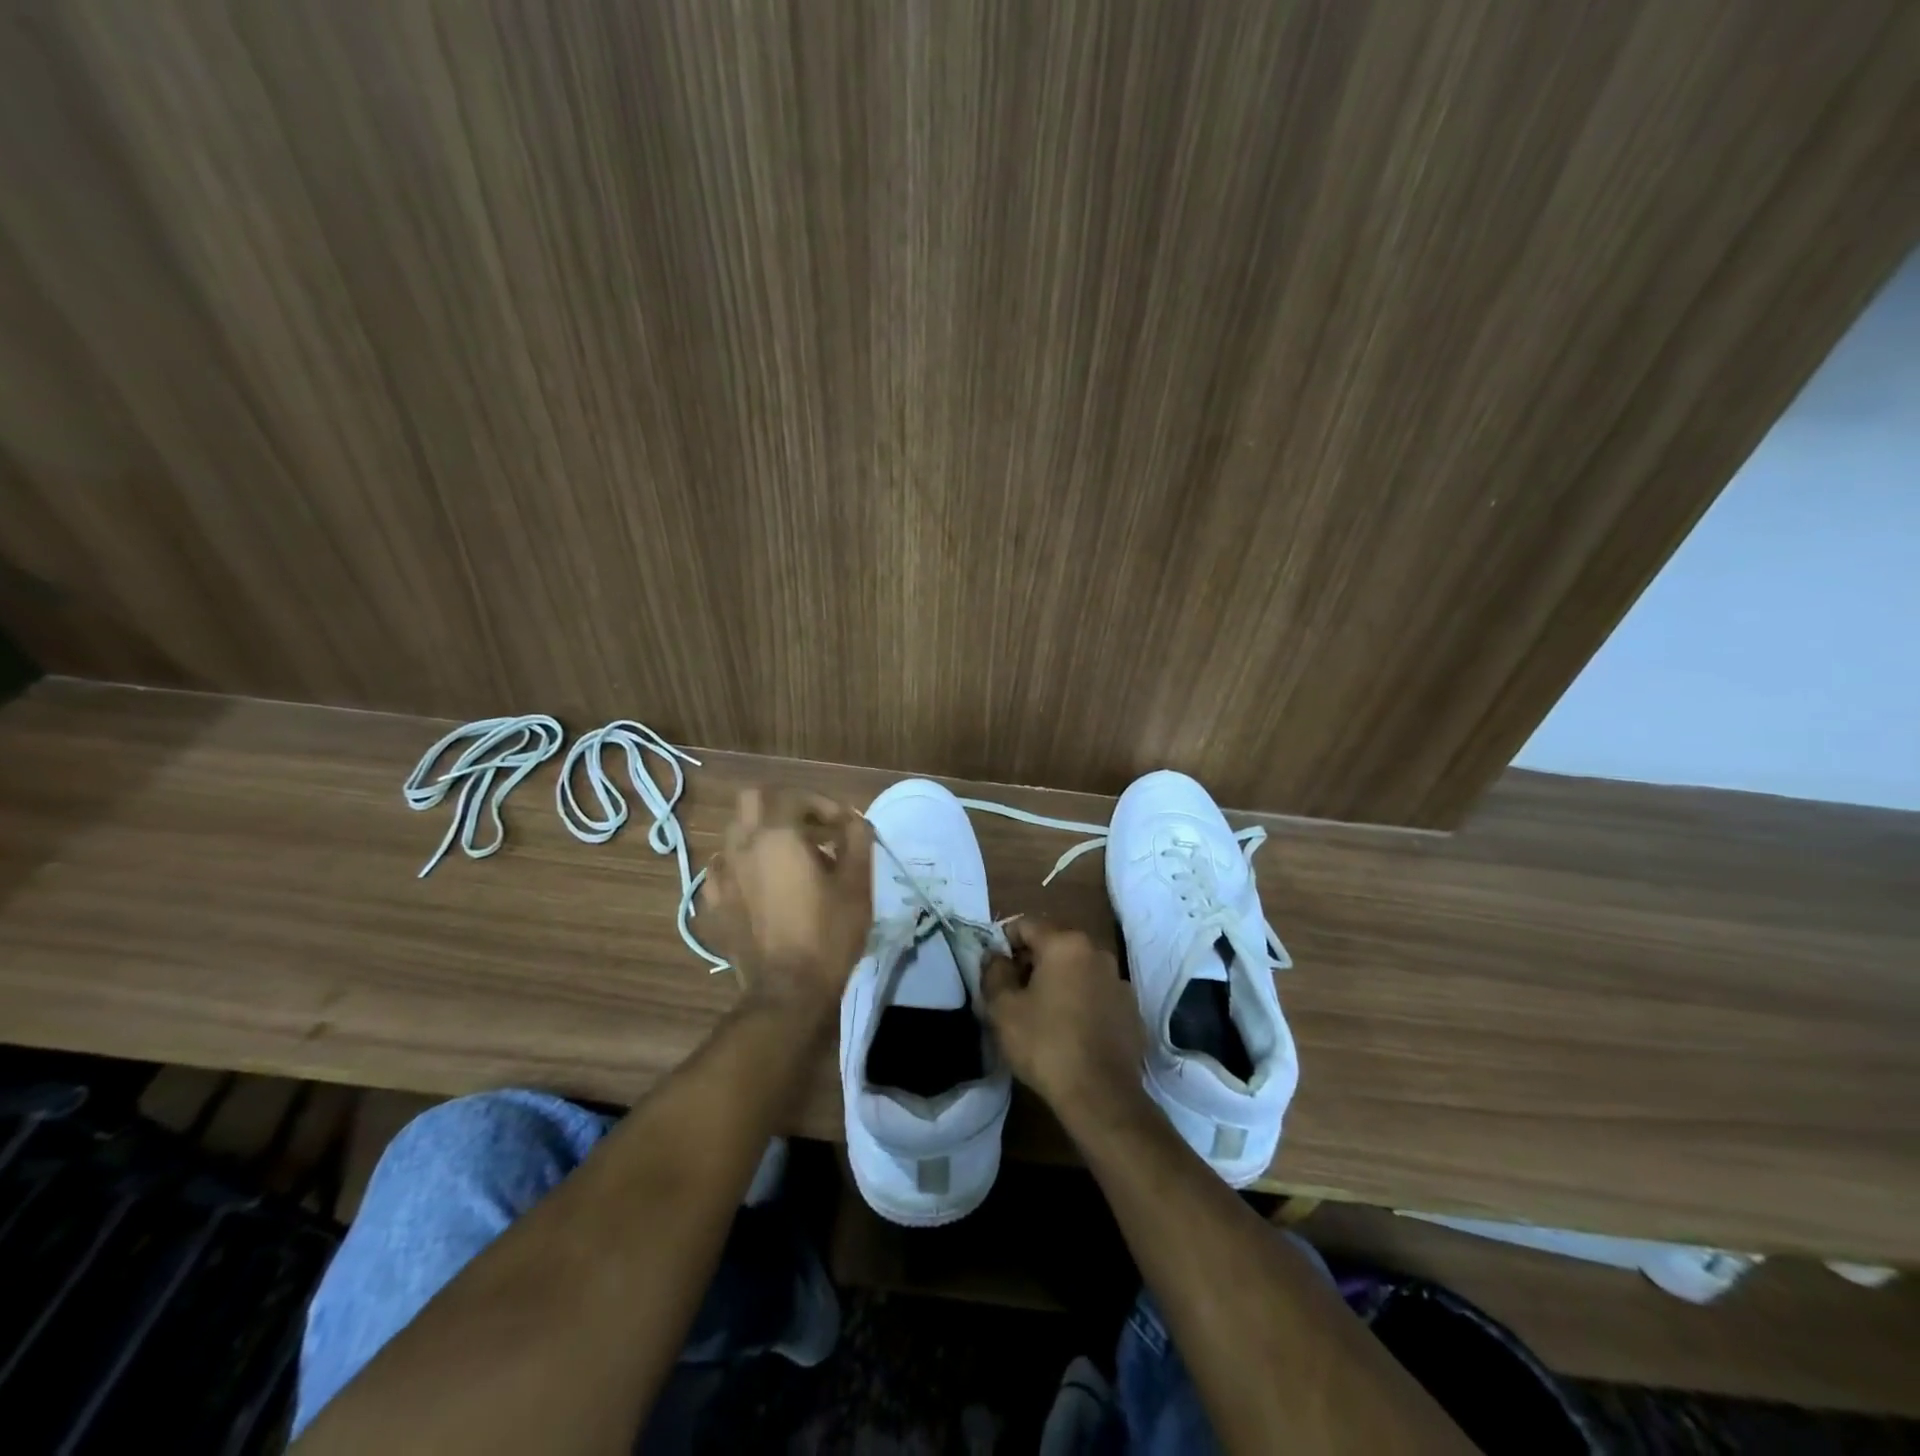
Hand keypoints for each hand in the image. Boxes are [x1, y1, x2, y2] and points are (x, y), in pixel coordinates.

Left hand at [697, 787, 873, 1013]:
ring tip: (788, 855)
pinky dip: (740, 865)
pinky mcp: (715, 905)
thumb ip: (857, 840)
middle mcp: (742, 846)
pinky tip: (757, 882)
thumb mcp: (857, 884)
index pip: (795, 796)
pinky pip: (722, 870)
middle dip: (783, 805)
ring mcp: (723, 876)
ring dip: (761, 833)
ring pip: (734, 833)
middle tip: (810, 827)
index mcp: (777, 835)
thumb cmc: (828, 933)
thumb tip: (854, 820)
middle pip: (752, 801)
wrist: (788, 992)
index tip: (844, 825)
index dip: (823, 804)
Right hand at [982, 918, 1145, 1122]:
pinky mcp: (1132, 1010)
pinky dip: (1082, 1001)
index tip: (995, 969)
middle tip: (1014, 993)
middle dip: (1032, 961)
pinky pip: (1097, 993)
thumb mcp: (1003, 1008)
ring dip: (1058, 981)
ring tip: (1042, 1014)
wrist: (1101, 1095)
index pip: (1026, 924)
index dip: (1004, 942)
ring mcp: (1119, 981)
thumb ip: (994, 972)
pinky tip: (1071, 1031)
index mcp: (1066, 944)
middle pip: (1055, 944)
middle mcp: (1097, 952)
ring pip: (1078, 969)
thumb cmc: (1045, 1044)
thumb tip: (995, 956)